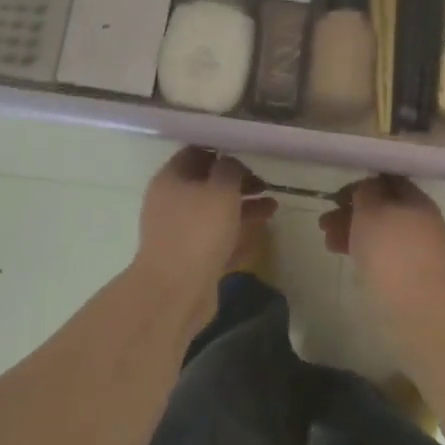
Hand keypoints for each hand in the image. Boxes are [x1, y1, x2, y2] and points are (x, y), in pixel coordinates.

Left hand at [134, 148, 276, 307]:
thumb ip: (229, 169)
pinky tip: (262, 234)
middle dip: (238, 183)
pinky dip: (238, 235)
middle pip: (207, 184)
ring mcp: (180, 233)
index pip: (195, 153)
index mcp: (171, 179)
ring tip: (273, 208)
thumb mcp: (221, 190)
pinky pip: (217, 240)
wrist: (175, 292)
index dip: (222, 151)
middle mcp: (171, 203)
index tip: (249, 154)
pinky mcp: (190, 260)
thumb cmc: (198, 231)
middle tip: (266, 185)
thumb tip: (228, 161)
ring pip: (215, 214)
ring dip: (243, 208)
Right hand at [320, 176, 444, 325]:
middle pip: (382, 209)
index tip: (337, 196)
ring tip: (328, 242)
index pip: (388, 182)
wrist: (419, 307)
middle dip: (351, 213)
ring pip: (382, 233)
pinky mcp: (414, 276)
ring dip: (354, 233)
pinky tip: (347, 257)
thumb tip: (368, 188)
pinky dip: (366, 252)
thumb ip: (366, 192)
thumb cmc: (391, 250)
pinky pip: (386, 255)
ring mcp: (420, 251)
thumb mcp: (370, 211)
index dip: (361, 185)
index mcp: (418, 201)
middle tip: (324, 222)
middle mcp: (423, 221)